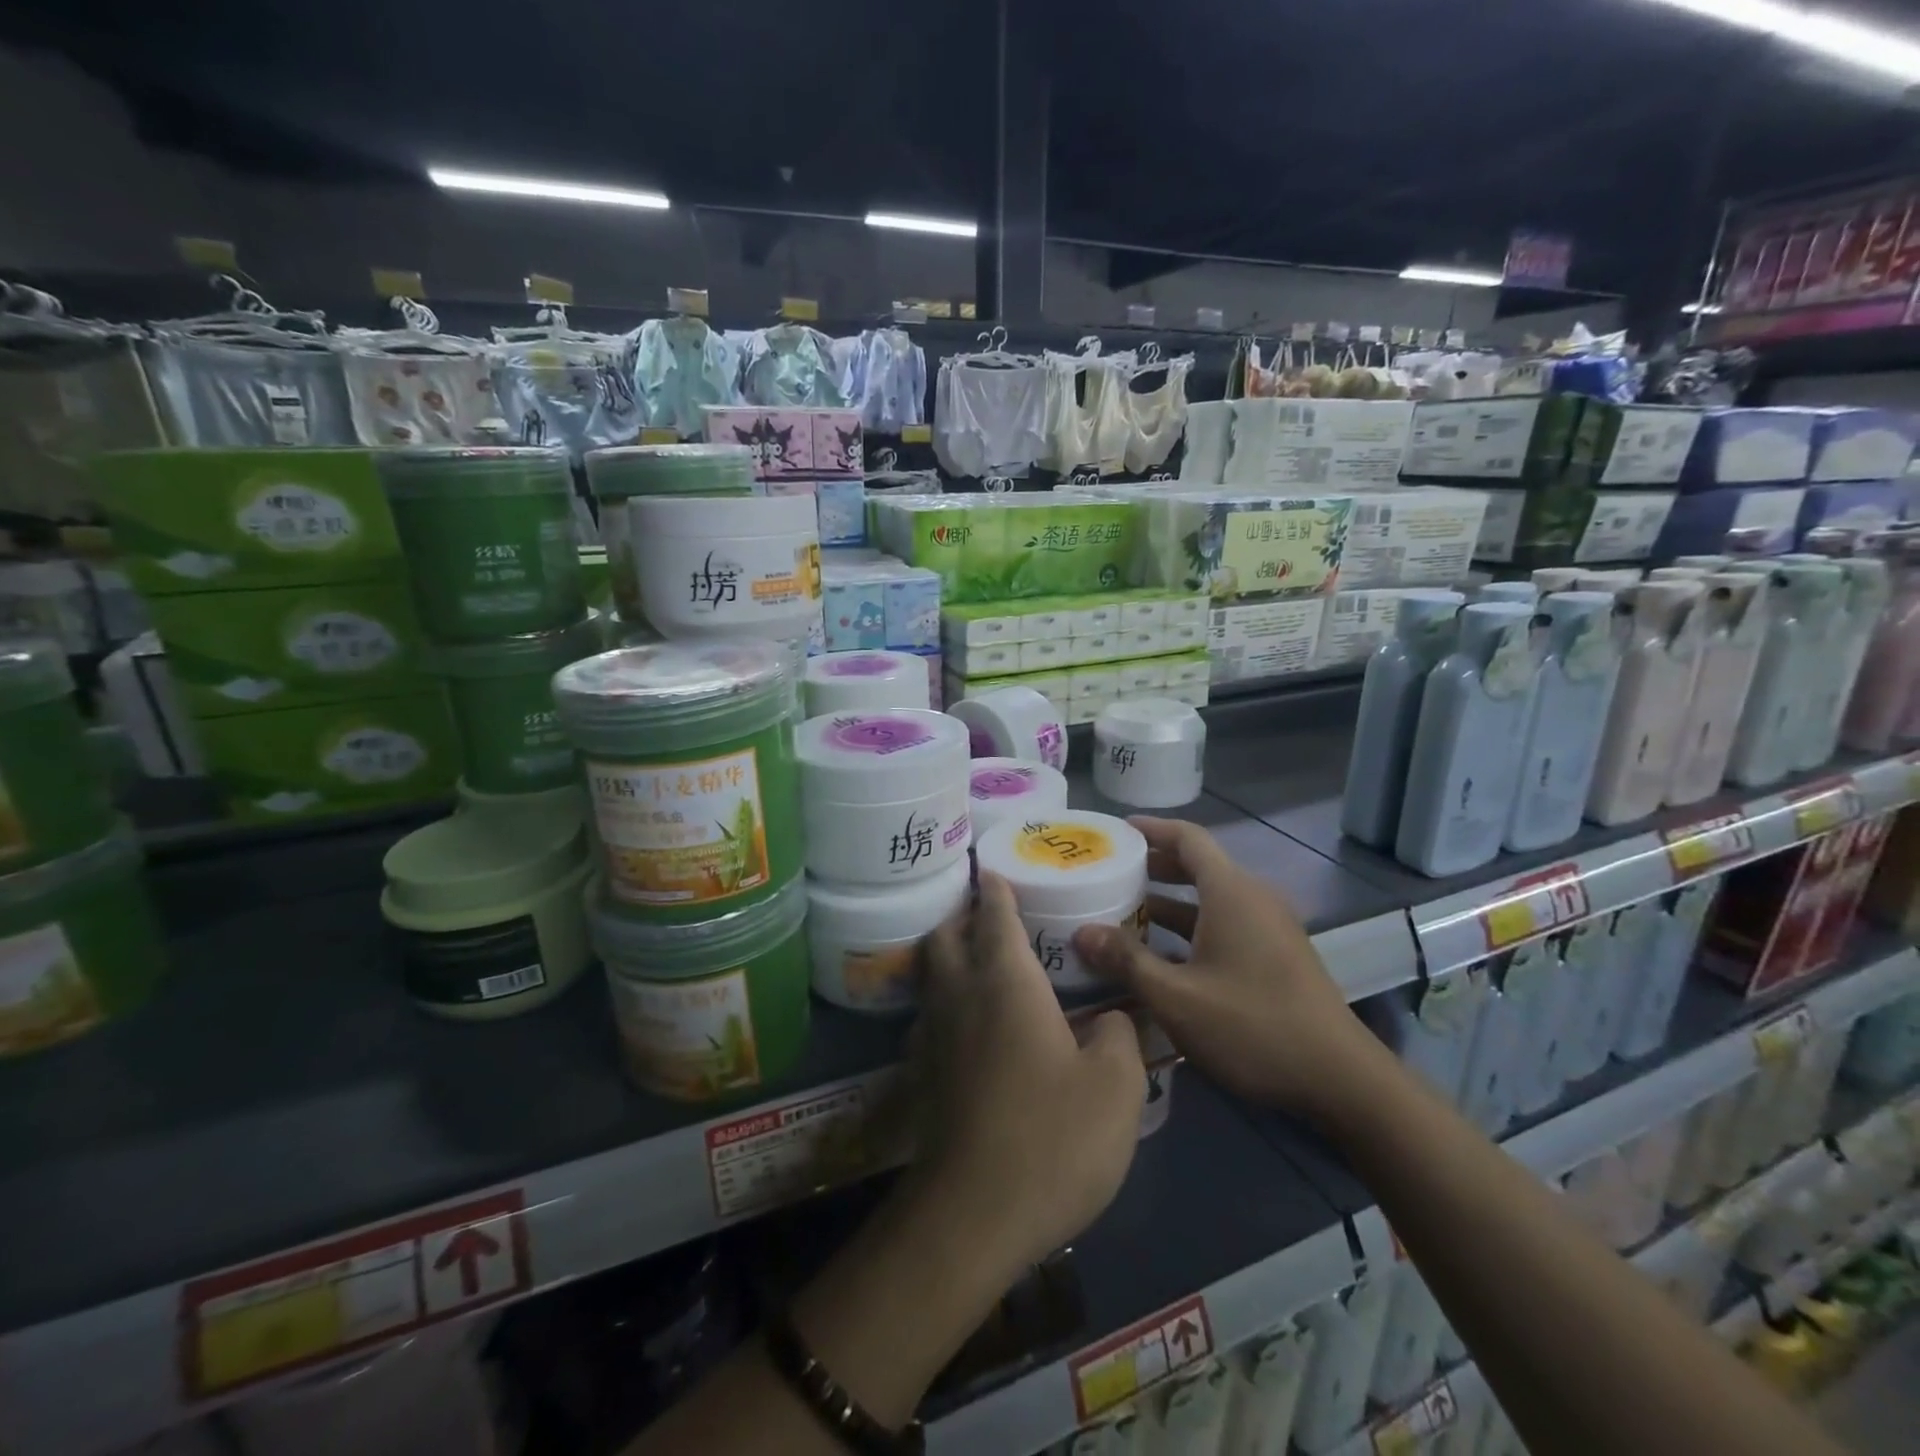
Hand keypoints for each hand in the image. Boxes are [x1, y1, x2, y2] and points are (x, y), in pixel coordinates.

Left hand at [905, 872, 1147, 1278]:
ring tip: (977, 957)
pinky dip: (943, 998)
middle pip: (945, 935)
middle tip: (986, 909)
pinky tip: (969, 1021)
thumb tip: (1110, 1016)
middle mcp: (961, 995)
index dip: (995, 887)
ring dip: (947, 953)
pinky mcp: (925, 1073)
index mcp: (1006, 982)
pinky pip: (929, 1014)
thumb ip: (1119, 1035)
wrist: (975, 1214)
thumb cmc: (1052, 1137)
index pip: (994, 915)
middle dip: (961, 913)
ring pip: (931, 973)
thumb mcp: (1116, 1086)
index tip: (994, 867)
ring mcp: (935, 1035)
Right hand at [1072, 817, 1386, 1121]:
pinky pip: (1224, 923)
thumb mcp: (1177, 997)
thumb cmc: (1253, 1027)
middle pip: (1198, 865)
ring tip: (1123, 914)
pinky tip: (1161, 956)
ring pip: (1210, 899)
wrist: (1341, 1080)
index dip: (1150, 829)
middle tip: (1109, 874)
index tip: (1115, 831)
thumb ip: (1127, 961)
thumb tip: (1081, 933)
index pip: (1188, 838)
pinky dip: (1190, 926)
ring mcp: (1268, 928)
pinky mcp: (1276, 955)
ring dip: (1168, 902)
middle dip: (1153, 866)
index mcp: (1231, 892)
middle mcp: (1252, 899)